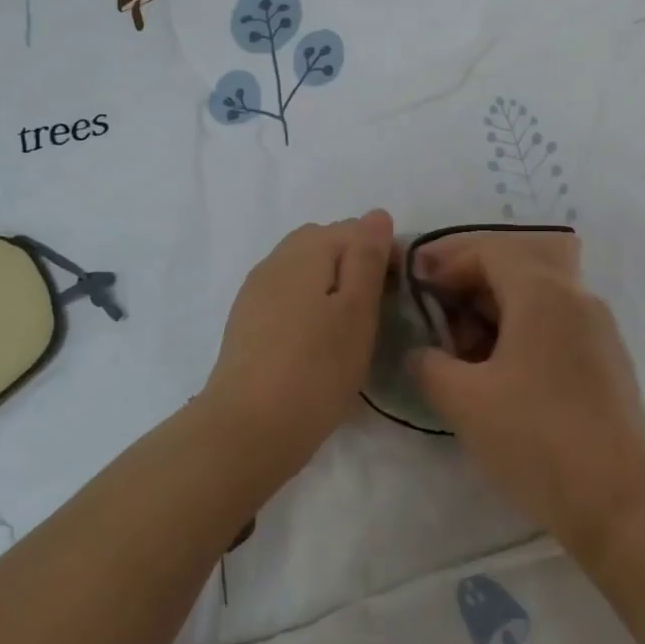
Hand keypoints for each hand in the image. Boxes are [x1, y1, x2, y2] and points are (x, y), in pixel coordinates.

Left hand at [201, 211, 394, 465]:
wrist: (248, 429)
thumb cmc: (317, 368)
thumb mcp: (357, 309)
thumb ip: (367, 256)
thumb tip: (376, 214)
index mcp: (306, 250)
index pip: (356, 230)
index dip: (384, 256)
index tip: (398, 296)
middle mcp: (275, 260)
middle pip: (326, 245)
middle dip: (355, 267)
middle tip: (375, 312)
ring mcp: (256, 291)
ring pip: (305, 272)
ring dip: (331, 287)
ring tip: (348, 330)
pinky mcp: (247, 322)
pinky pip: (287, 297)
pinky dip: (309, 307)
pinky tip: (317, 342)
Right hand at [404, 230, 644, 553]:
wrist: (620, 498)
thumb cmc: (536, 437)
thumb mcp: (464, 401)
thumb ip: (429, 365)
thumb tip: (422, 354)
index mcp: (542, 292)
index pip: (489, 250)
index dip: (447, 262)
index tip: (417, 289)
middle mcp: (575, 297)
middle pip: (515, 268)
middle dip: (468, 288)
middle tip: (435, 321)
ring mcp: (597, 329)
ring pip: (536, 299)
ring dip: (494, 314)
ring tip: (461, 353)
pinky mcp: (606, 360)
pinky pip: (555, 326)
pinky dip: (521, 334)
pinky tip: (499, 374)